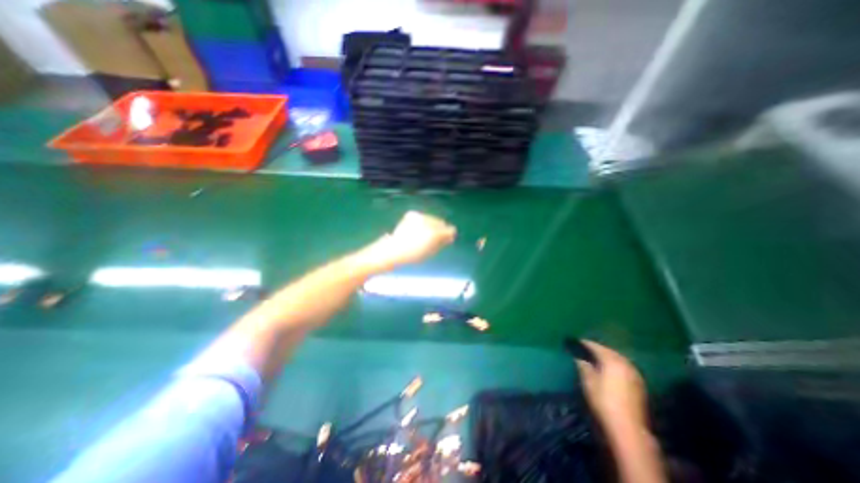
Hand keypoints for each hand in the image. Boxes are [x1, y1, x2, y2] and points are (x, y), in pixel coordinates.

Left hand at [360, 212, 455, 271]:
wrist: (393, 250)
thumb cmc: (412, 255)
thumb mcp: (431, 251)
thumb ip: (442, 242)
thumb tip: (450, 236)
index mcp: (434, 233)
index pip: (448, 229)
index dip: (448, 234)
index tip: (447, 240)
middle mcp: (428, 221)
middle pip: (440, 222)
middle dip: (440, 229)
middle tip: (434, 239)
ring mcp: (419, 216)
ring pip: (432, 219)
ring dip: (431, 225)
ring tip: (424, 235)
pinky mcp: (412, 214)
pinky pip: (423, 217)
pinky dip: (422, 222)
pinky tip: (417, 230)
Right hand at [573, 340, 647, 428]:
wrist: (628, 428)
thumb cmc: (603, 401)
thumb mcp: (588, 382)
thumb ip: (583, 366)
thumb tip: (580, 358)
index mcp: (611, 360)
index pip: (596, 347)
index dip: (586, 343)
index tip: (577, 341)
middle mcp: (625, 363)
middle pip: (609, 351)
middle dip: (598, 349)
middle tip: (587, 349)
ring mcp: (635, 374)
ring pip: (619, 359)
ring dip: (608, 356)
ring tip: (598, 358)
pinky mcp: (639, 384)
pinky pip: (625, 367)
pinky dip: (616, 365)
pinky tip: (610, 369)